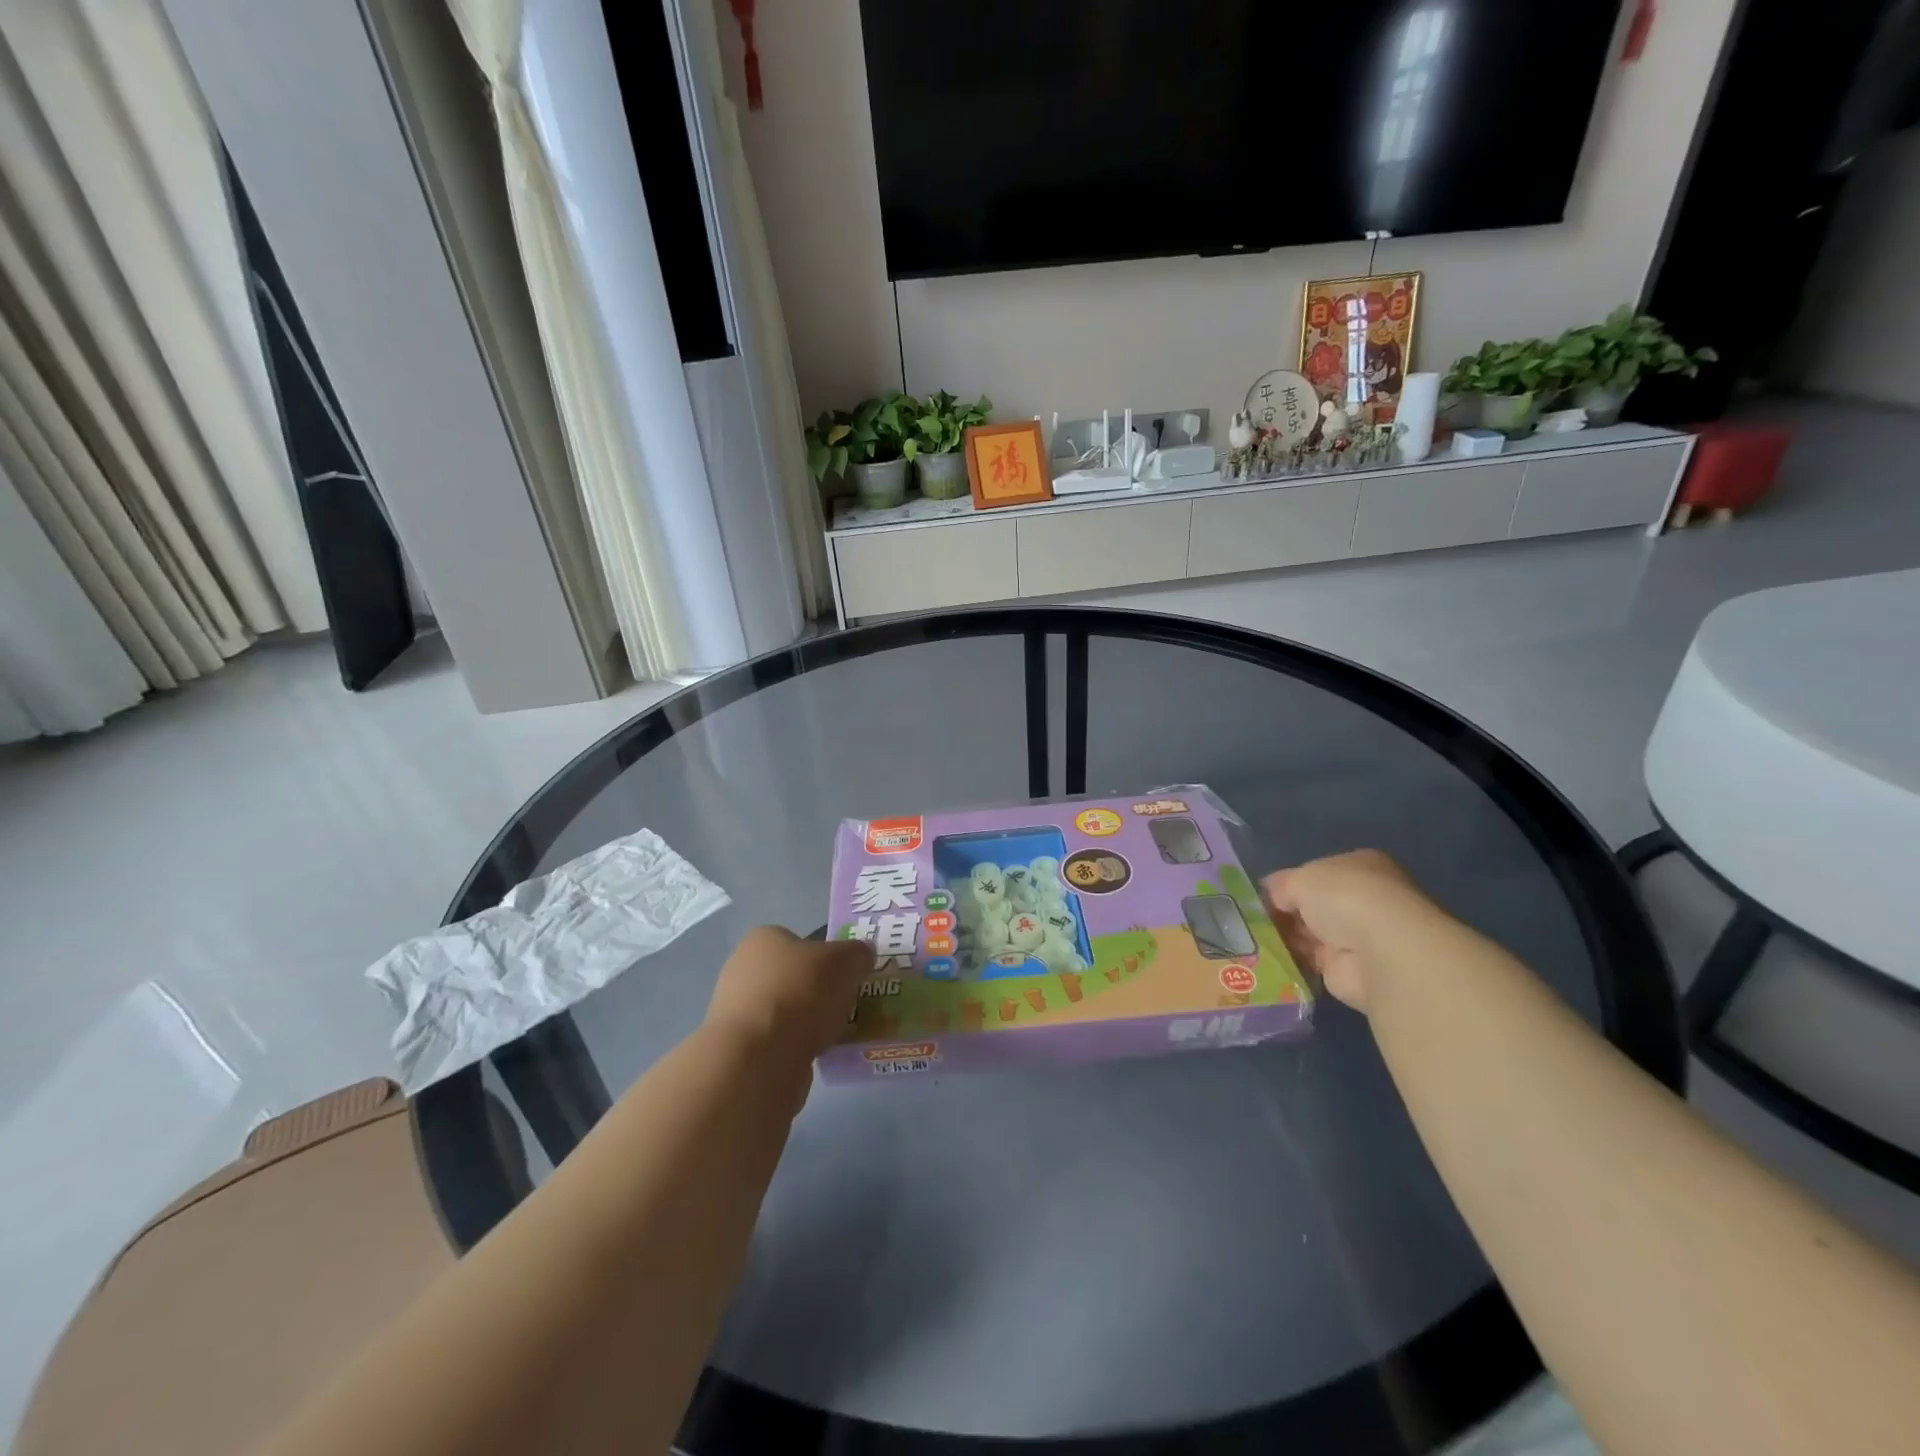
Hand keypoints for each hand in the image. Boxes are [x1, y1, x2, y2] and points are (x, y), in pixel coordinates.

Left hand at [703, 927, 874, 1068]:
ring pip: (786, 1010)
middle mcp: (742, 969)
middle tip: (845, 1004)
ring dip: (808, 1021)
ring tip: (837, 1033)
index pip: (798, 940)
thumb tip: (863, 954)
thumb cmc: (801, 992)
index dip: (824, 956)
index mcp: (762, 939)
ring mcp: (737, 1011)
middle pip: (792, 976)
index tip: (845, 975)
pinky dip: (797, 1046)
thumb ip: (857, 953)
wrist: (760, 1057)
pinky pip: (779, 1041)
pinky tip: (817, 1054)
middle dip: (818, 991)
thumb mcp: (845, 961)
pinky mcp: (740, 1049)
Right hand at [1263, 850, 1439, 1013]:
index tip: (1259, 896)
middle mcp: (1361, 901)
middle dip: (1282, 913)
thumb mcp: (1299, 878)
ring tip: (1252, 938)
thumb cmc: (1343, 897)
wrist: (1378, 952)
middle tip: (1250, 919)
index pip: (1315, 874)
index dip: (1286, 884)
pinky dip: (1290, 960)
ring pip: (1308, 934)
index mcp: (1358, 868)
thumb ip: (1280, 886)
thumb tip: (1268, 897)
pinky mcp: (1347, 970)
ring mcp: (1356, 937)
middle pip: (1310, 906)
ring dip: (1284, 937)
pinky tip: (1267, 958)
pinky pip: (1309, 961)